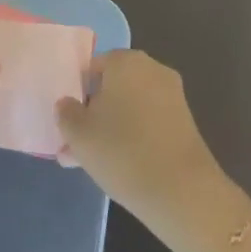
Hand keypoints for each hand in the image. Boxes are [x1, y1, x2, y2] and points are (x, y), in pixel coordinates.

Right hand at [56, 49, 250, 251]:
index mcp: (125, 61)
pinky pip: (148, 121)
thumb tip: (67, 103)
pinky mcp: (184, 119)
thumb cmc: (122, 151)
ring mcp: (171, 93)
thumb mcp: (79, 134)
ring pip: (130, 107)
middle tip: (77, 146)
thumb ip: (66, 113)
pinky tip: (121, 165)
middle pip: (112, 87)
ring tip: (93, 163)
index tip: (69, 124)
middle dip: (94, 114)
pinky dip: (134, 136)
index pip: (92, 68)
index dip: (77, 94)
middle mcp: (151, 68)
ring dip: (112, 128)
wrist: (181, 190)